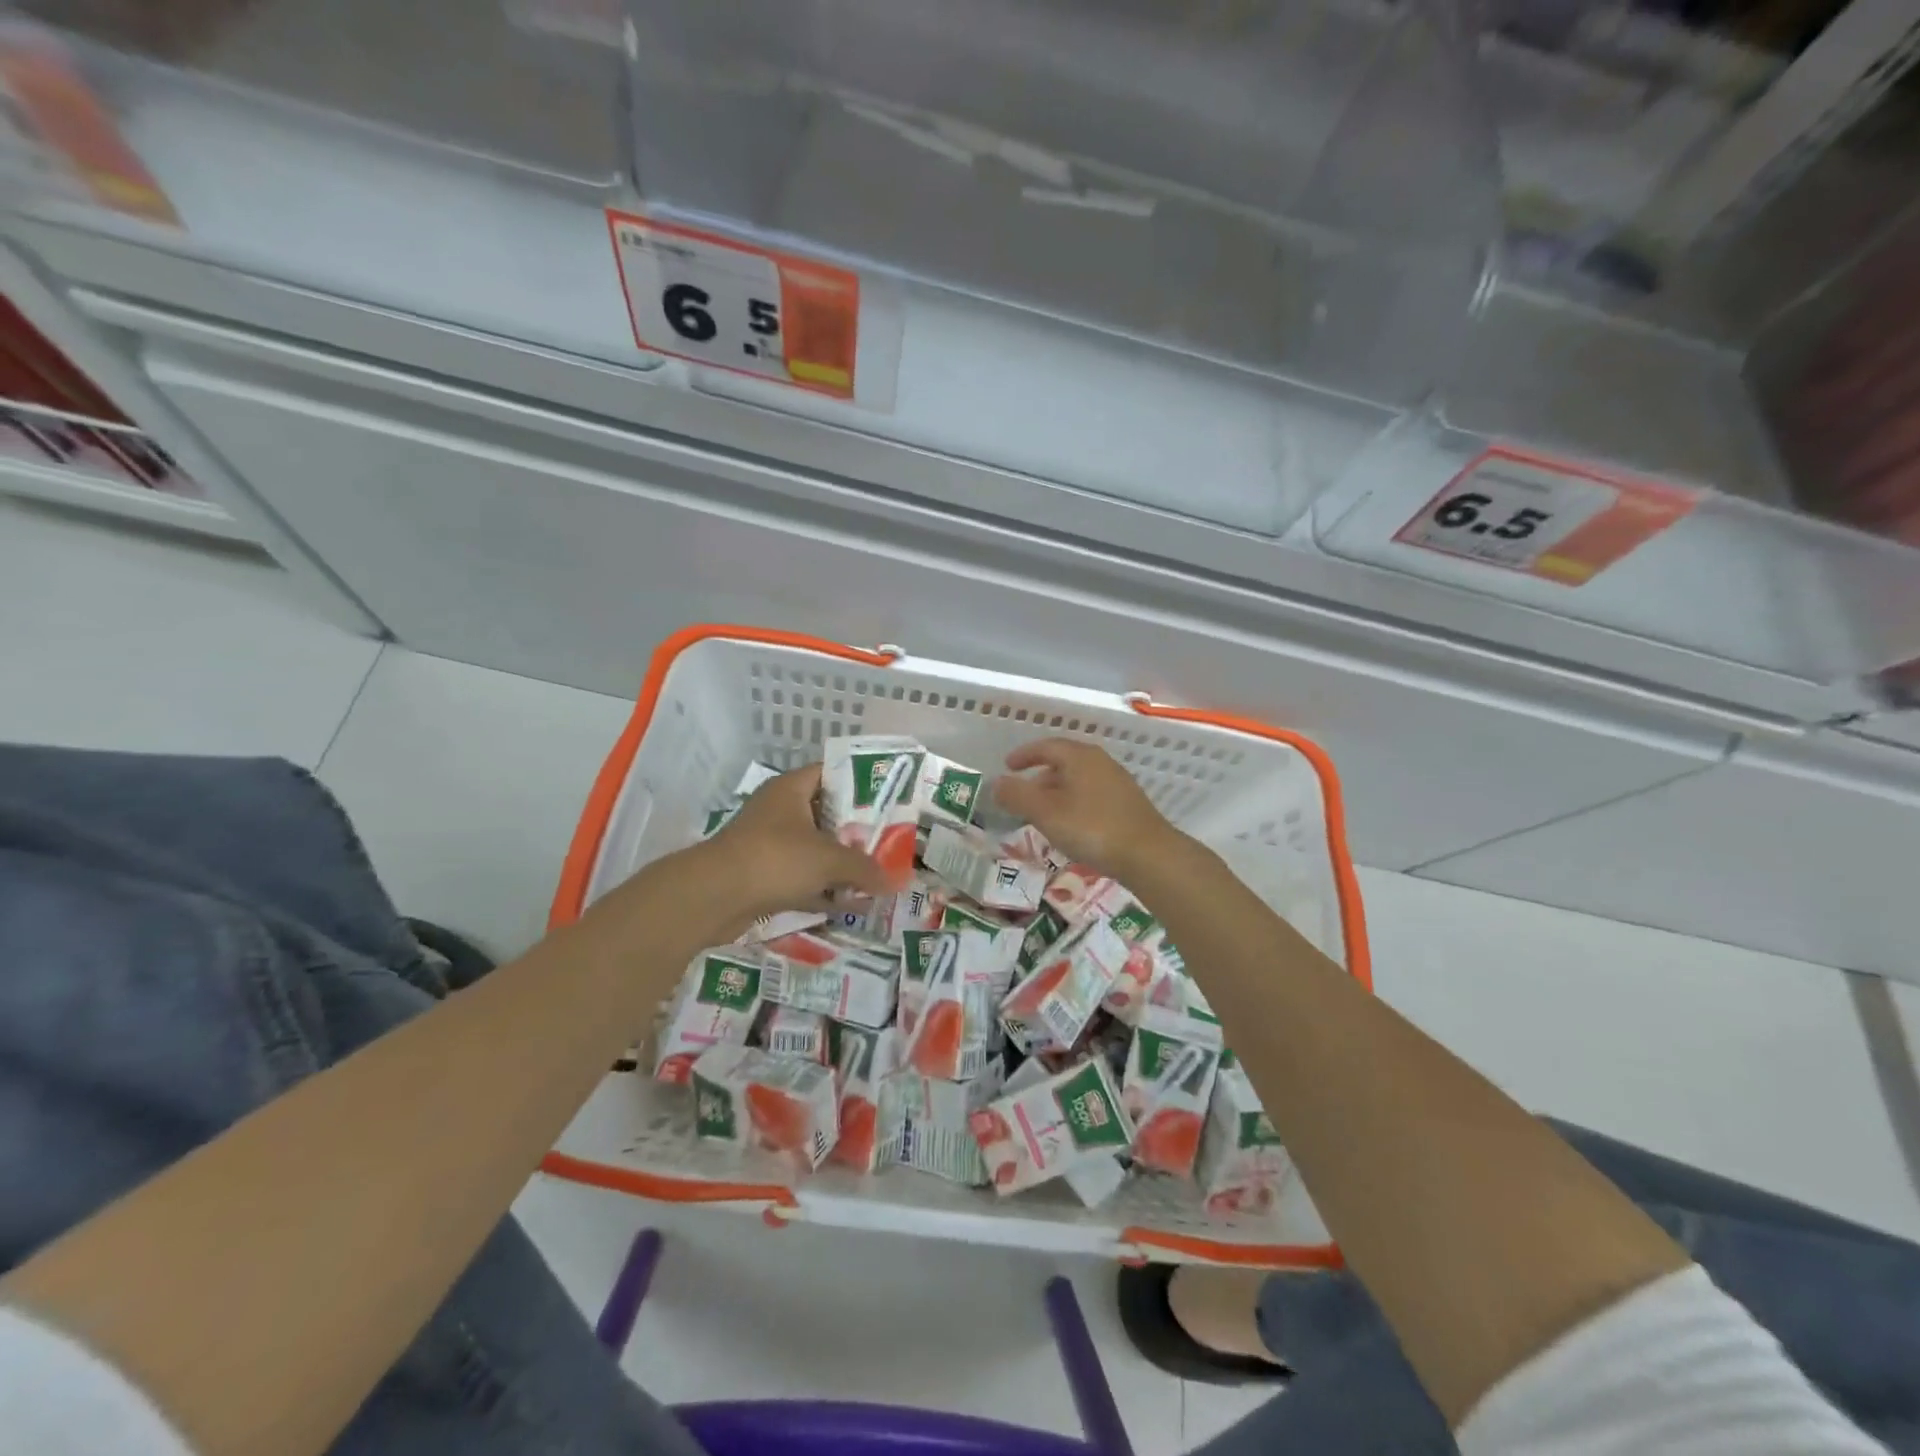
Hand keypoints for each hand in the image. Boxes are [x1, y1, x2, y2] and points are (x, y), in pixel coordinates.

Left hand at [699, 765, 902, 927]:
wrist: (713, 897)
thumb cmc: (775, 859)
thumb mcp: (829, 860)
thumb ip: (864, 868)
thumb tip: (895, 881)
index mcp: (791, 790)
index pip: (831, 773)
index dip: (860, 785)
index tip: (888, 800)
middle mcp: (779, 811)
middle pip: (826, 815)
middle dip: (856, 832)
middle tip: (888, 842)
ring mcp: (768, 844)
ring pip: (814, 850)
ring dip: (840, 865)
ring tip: (875, 877)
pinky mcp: (762, 876)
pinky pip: (800, 878)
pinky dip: (822, 890)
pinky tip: (849, 905)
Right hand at [992, 739, 1182, 879]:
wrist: (1148, 855)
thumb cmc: (1092, 828)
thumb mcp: (1046, 813)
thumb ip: (1017, 796)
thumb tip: (995, 783)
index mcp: (1080, 756)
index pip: (1046, 746)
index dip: (1024, 755)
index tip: (1007, 766)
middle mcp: (1100, 762)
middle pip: (1064, 762)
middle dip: (1039, 776)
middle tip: (1022, 795)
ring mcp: (1117, 782)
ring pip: (1078, 780)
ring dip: (1057, 792)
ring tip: (1043, 814)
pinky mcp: (1128, 804)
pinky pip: (1091, 795)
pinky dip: (1073, 802)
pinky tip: (1071, 825)